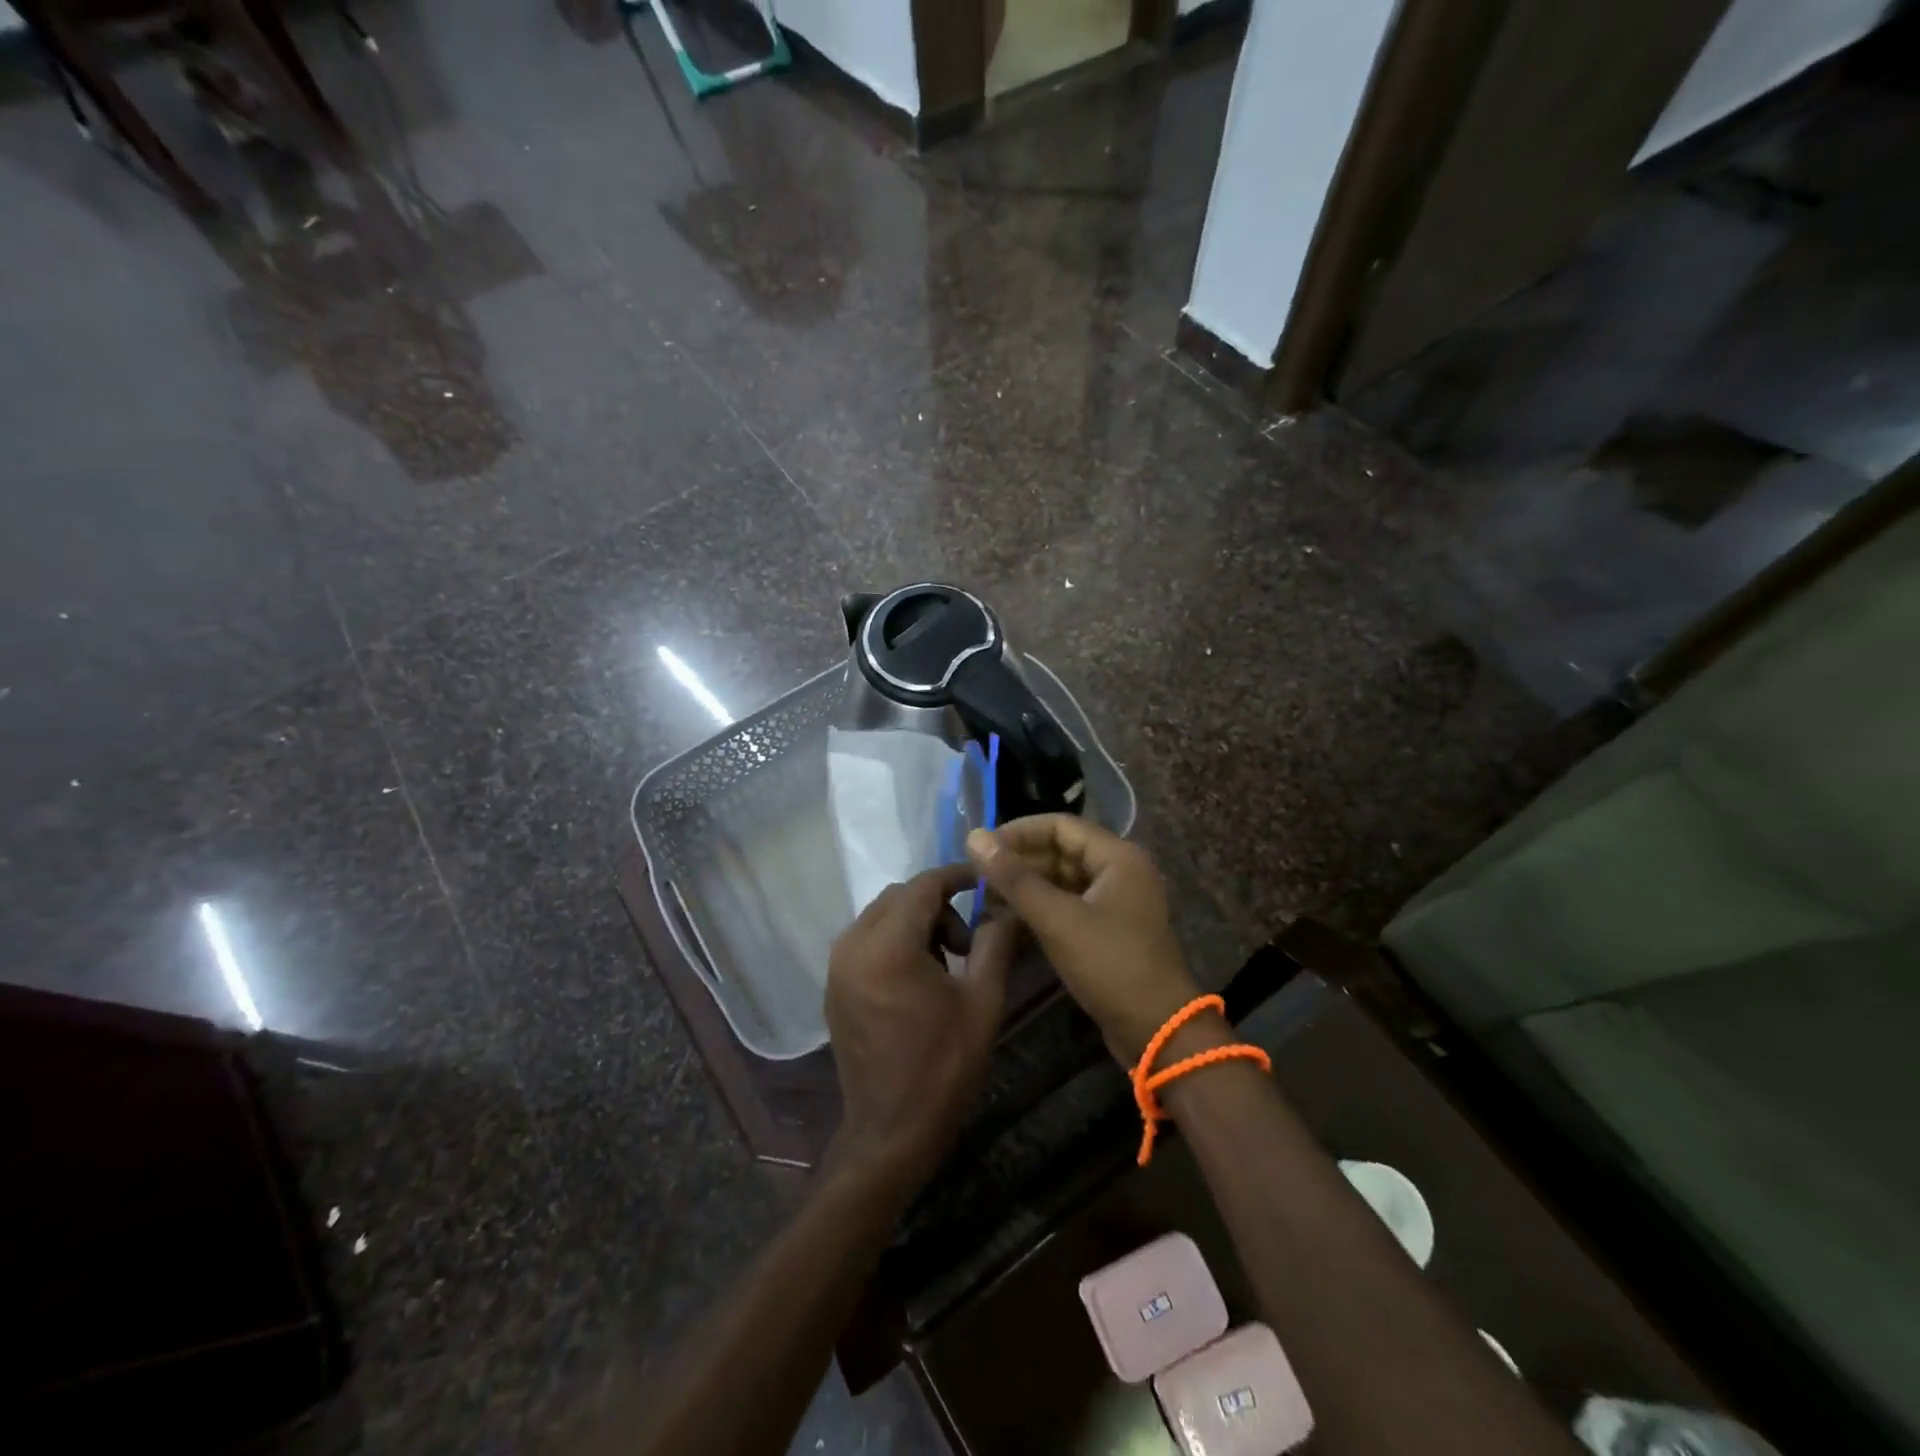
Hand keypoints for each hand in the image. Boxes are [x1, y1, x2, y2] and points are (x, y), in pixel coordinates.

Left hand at [825, 864, 1016, 1189]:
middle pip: (900, 897)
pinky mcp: (834, 985)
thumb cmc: (944, 1065)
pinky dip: (894, 941)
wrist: (891, 1130)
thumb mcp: (983, 1000)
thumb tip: (1006, 906)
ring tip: (947, 964)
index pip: (923, 886)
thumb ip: (995, 942)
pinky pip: (866, 940)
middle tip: (969, 941)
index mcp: (888, 945)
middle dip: (938, 905)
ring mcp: (837, 966)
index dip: (956, 876)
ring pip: (881, 916)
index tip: (983, 879)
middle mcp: (853, 945)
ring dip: (916, 923)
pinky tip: (917, 978)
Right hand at [967, 817, 1200, 1064]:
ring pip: (1063, 880)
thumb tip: (975, 837)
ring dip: (1027, 886)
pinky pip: (1069, 905)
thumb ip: (1014, 878)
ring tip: (986, 898)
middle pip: (1061, 851)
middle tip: (978, 876)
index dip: (1019, 832)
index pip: (1060, 825)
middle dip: (1020, 861)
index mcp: (1118, 856)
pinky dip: (1041, 908)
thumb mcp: (1057, 919)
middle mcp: (1120, 871)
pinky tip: (1010, 920)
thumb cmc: (1110, 964)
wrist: (1157, 1031)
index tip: (982, 847)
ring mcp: (1116, 902)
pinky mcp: (1109, 930)